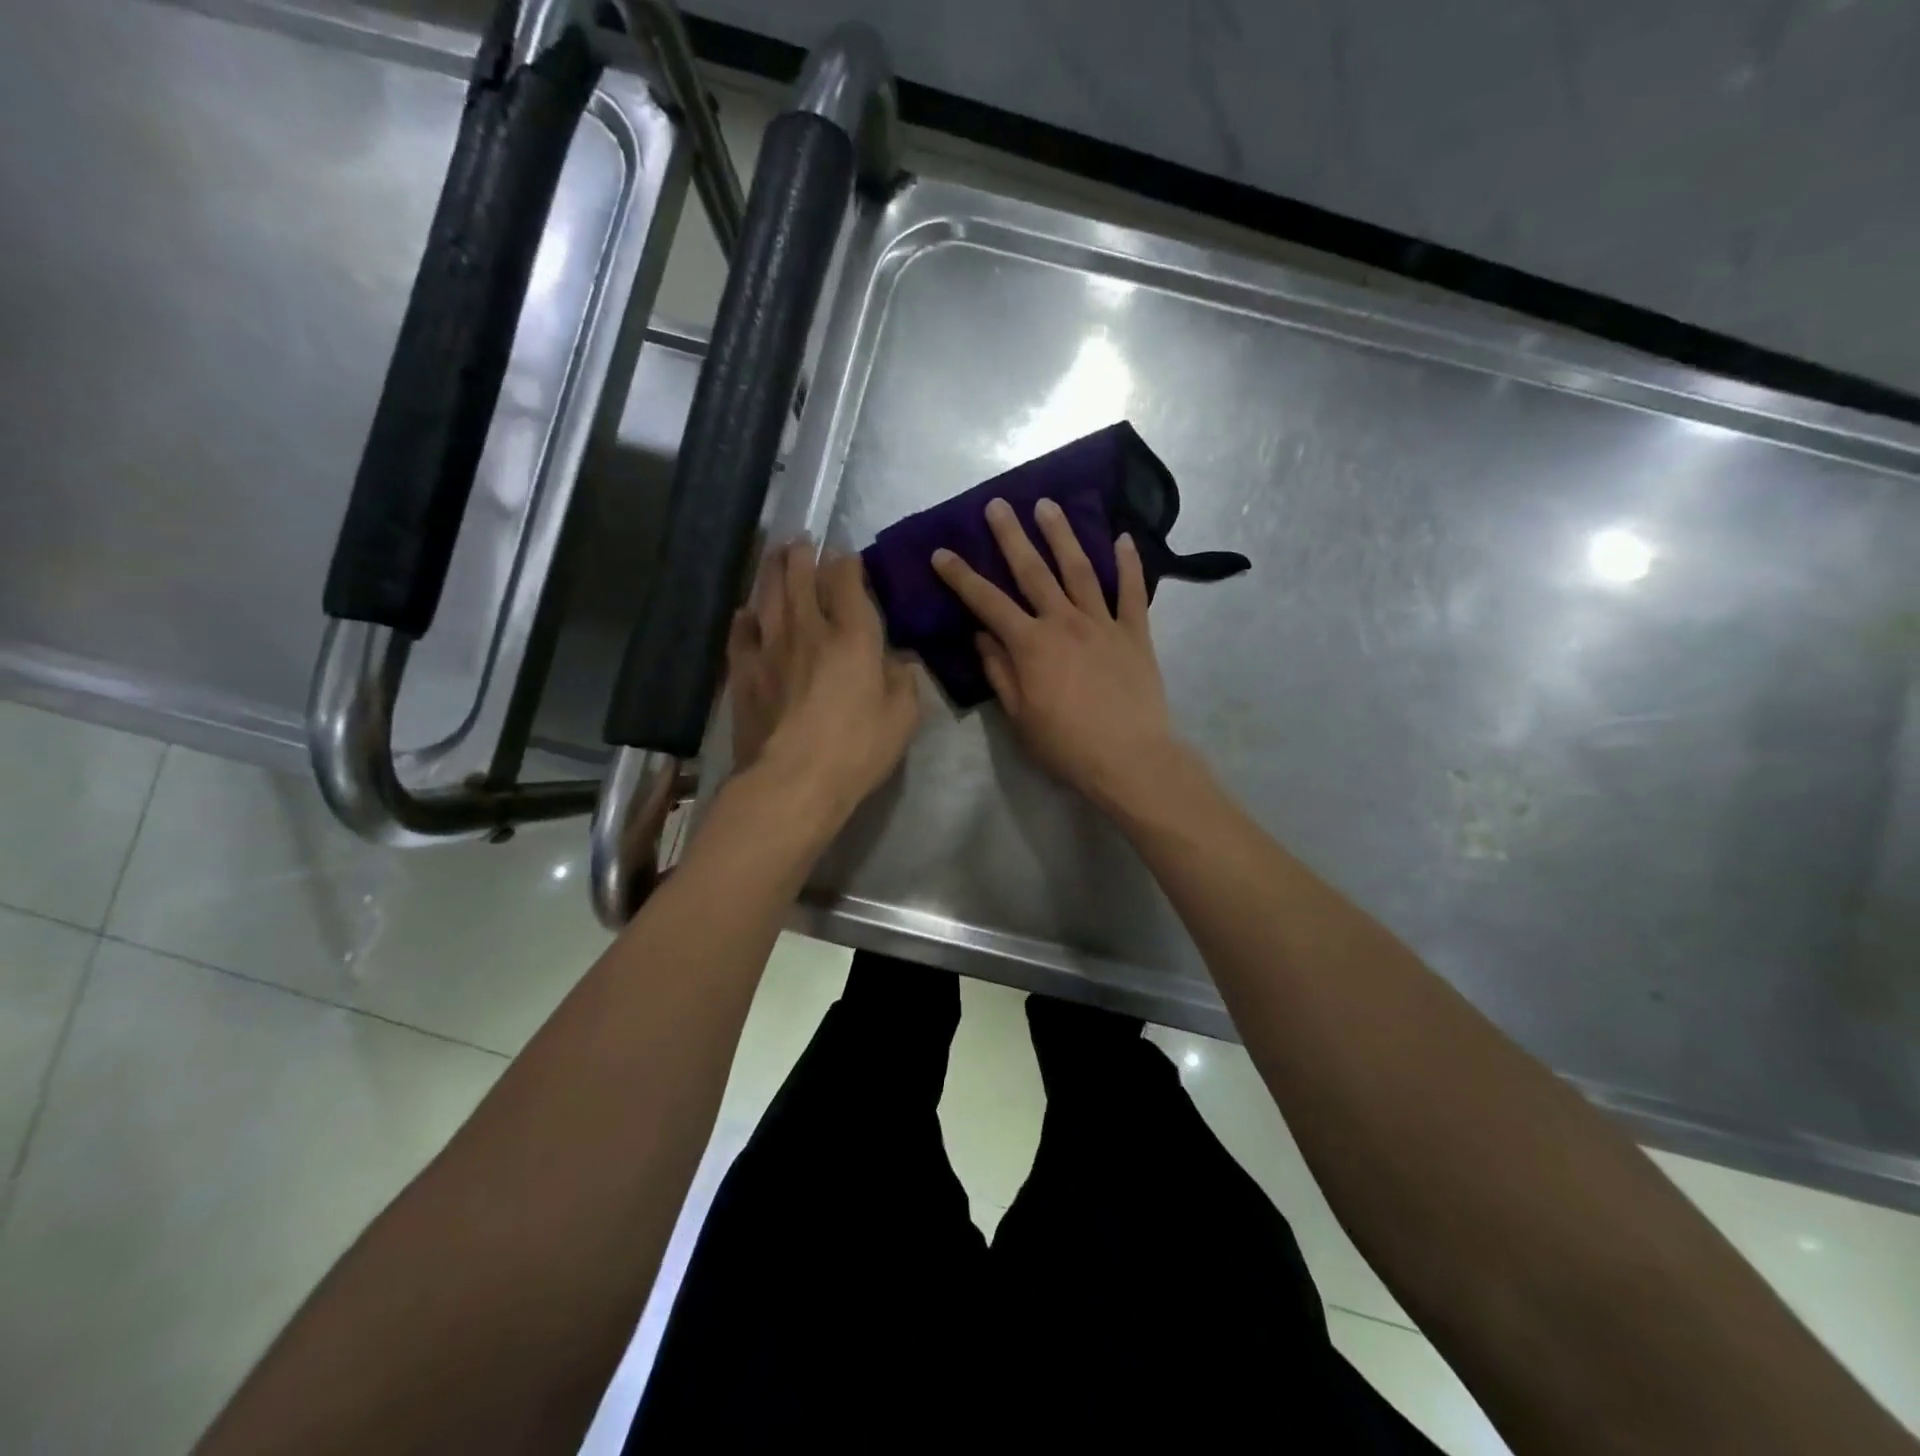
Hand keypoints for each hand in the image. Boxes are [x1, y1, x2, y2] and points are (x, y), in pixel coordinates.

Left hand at [727, 542, 920, 825]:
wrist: (792, 782)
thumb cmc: (857, 749)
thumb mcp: (903, 717)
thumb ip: (903, 680)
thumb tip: (897, 660)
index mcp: (852, 635)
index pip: (846, 580)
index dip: (848, 562)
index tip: (849, 556)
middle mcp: (808, 629)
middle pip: (799, 576)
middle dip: (803, 554)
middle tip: (803, 541)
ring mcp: (769, 648)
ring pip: (767, 595)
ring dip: (772, 570)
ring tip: (775, 555)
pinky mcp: (743, 672)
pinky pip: (741, 633)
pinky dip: (745, 617)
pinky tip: (747, 612)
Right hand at [931, 497, 1191, 815]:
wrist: (1129, 759)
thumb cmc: (1066, 745)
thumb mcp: (1019, 717)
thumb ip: (1000, 673)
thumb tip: (983, 637)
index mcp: (1031, 645)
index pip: (987, 602)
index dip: (962, 577)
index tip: (942, 552)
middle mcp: (1064, 622)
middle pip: (1033, 571)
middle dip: (1012, 536)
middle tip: (998, 505)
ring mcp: (1103, 624)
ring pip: (1080, 570)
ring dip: (1062, 535)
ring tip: (1049, 505)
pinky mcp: (1135, 633)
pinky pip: (1132, 592)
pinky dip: (1128, 564)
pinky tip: (1124, 538)